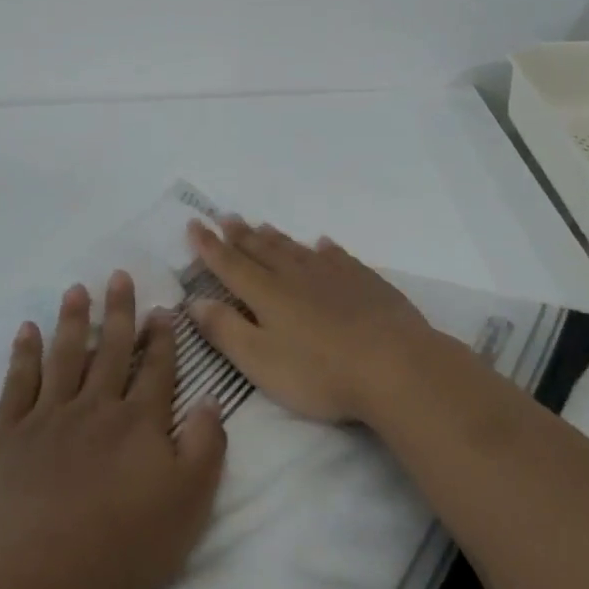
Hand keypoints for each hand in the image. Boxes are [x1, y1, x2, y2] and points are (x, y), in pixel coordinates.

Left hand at [0, 271, 227, 588]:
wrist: (33, 579)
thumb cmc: (119, 548)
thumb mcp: (187, 504)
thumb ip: (205, 447)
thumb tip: (210, 399)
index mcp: (138, 423)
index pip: (156, 368)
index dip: (162, 338)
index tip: (163, 308)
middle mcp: (95, 407)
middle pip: (112, 349)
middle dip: (120, 311)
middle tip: (119, 275)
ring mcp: (48, 418)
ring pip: (65, 355)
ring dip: (73, 319)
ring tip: (76, 289)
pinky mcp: (8, 436)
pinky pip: (17, 383)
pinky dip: (23, 354)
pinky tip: (27, 331)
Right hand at [185, 217, 437, 422]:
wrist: (395, 364)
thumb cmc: (320, 372)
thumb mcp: (260, 360)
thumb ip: (225, 330)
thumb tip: (194, 301)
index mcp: (266, 293)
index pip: (229, 263)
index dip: (208, 246)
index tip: (194, 224)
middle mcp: (295, 275)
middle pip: (261, 249)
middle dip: (239, 234)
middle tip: (224, 217)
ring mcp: (333, 274)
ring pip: (295, 249)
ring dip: (274, 237)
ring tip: (260, 225)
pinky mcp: (364, 281)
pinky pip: (336, 256)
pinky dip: (323, 248)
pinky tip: (322, 244)